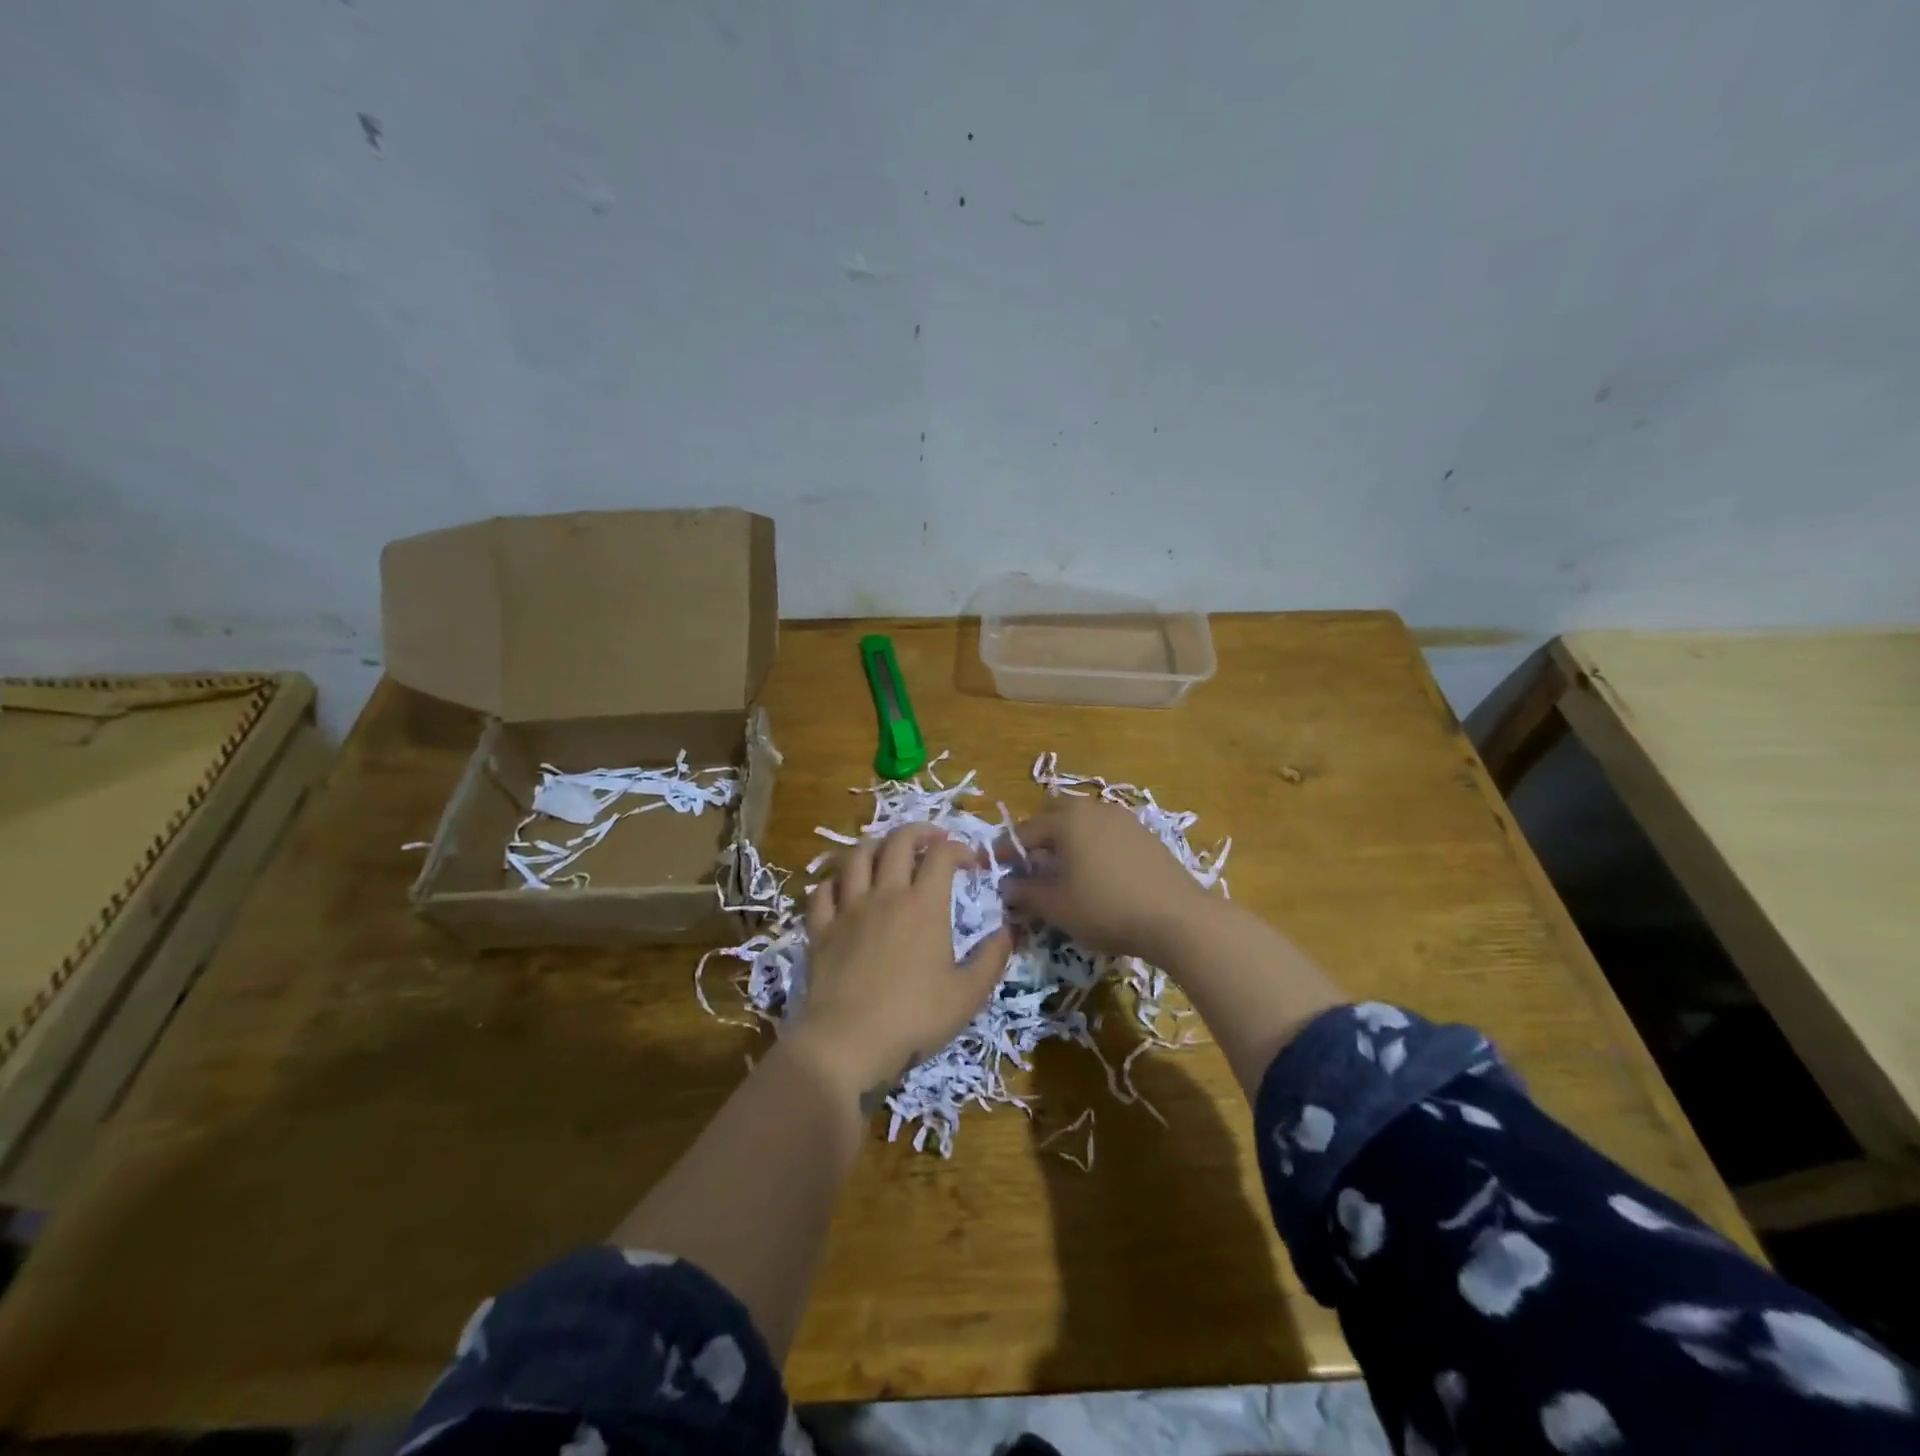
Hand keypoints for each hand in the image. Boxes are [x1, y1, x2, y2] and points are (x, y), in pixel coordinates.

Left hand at [794, 824, 1011, 1103]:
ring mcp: (848, 908)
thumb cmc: (914, 1018)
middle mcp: (885, 894)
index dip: (959, 848)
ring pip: (857, 856)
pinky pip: (823, 890)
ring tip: (887, 852)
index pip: (941, 855)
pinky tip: (844, 887)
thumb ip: (993, 958)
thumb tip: (1011, 929)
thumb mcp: (968, 994)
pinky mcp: (821, 928)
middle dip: (918, 831)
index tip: (971, 862)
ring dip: (876, 845)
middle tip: (933, 839)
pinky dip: (835, 880)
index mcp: (924, 904)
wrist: (847, 1041)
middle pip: (897, 842)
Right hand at [1003, 798, 1216, 963]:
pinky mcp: (1145, 835)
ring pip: (1084, 820)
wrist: (1177, 918)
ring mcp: (1124, 819)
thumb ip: (1025, 892)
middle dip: (1038, 834)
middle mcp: (1093, 809)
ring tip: (1063, 867)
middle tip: (1031, 862)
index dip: (1007, 851)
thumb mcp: (1056, 906)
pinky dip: (1093, 844)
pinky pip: (1107, 832)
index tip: (995, 867)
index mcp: (1066, 820)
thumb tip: (1006, 885)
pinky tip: (1097, 872)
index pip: (1025, 831)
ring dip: (1067, 838)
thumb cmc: (1105, 908)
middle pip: (1055, 813)